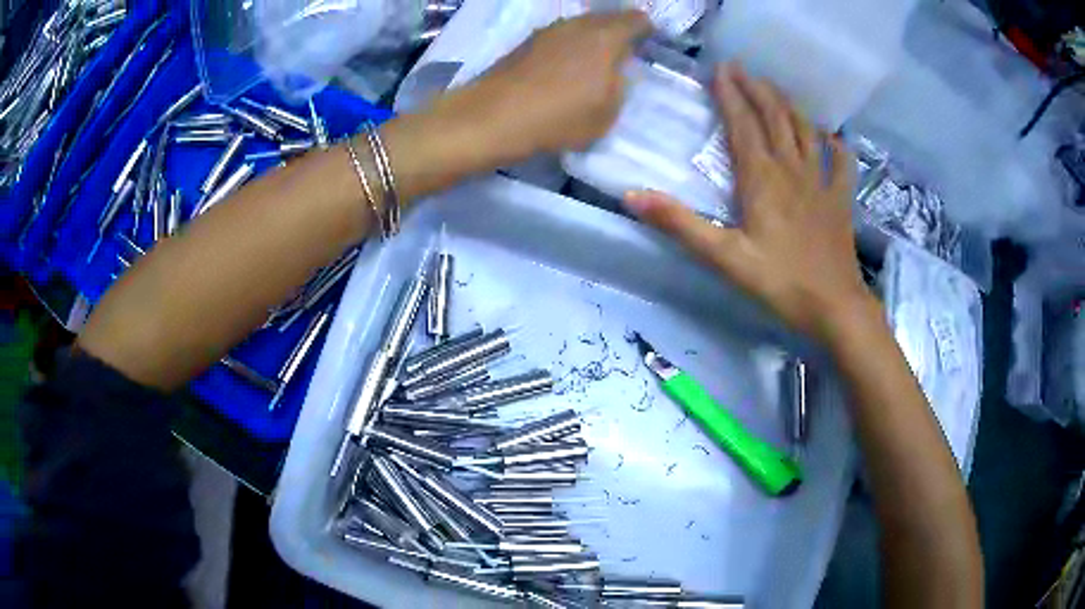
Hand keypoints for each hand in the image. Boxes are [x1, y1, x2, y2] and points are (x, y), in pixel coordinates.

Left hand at [449, 11, 651, 158]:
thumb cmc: (559, 117)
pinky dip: (568, 46)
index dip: (647, 30)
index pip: (636, 20)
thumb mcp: (607, 113)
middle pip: (607, 18)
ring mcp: (548, 30)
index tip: (650, 44)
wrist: (493, 117)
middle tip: (625, 53)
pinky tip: (565, 68)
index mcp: (605, 36)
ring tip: (595, 62)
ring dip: (591, 39)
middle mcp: (577, 24)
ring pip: (580, 26)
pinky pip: (559, 37)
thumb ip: (619, 86)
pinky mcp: (526, 42)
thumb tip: (615, 72)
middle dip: (619, 32)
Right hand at [623, 65, 873, 343]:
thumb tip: (631, 196)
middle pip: (776, 117)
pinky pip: (842, 163)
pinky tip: (831, 136)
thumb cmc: (779, 283)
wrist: (834, 307)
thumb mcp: (724, 258)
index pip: (743, 124)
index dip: (730, 94)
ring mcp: (821, 182)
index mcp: (762, 179)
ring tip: (775, 89)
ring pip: (806, 130)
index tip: (720, 69)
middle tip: (743, 69)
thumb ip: (680, 224)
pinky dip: (836, 145)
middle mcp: (792, 169)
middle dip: (758, 89)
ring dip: (789, 105)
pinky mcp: (840, 200)